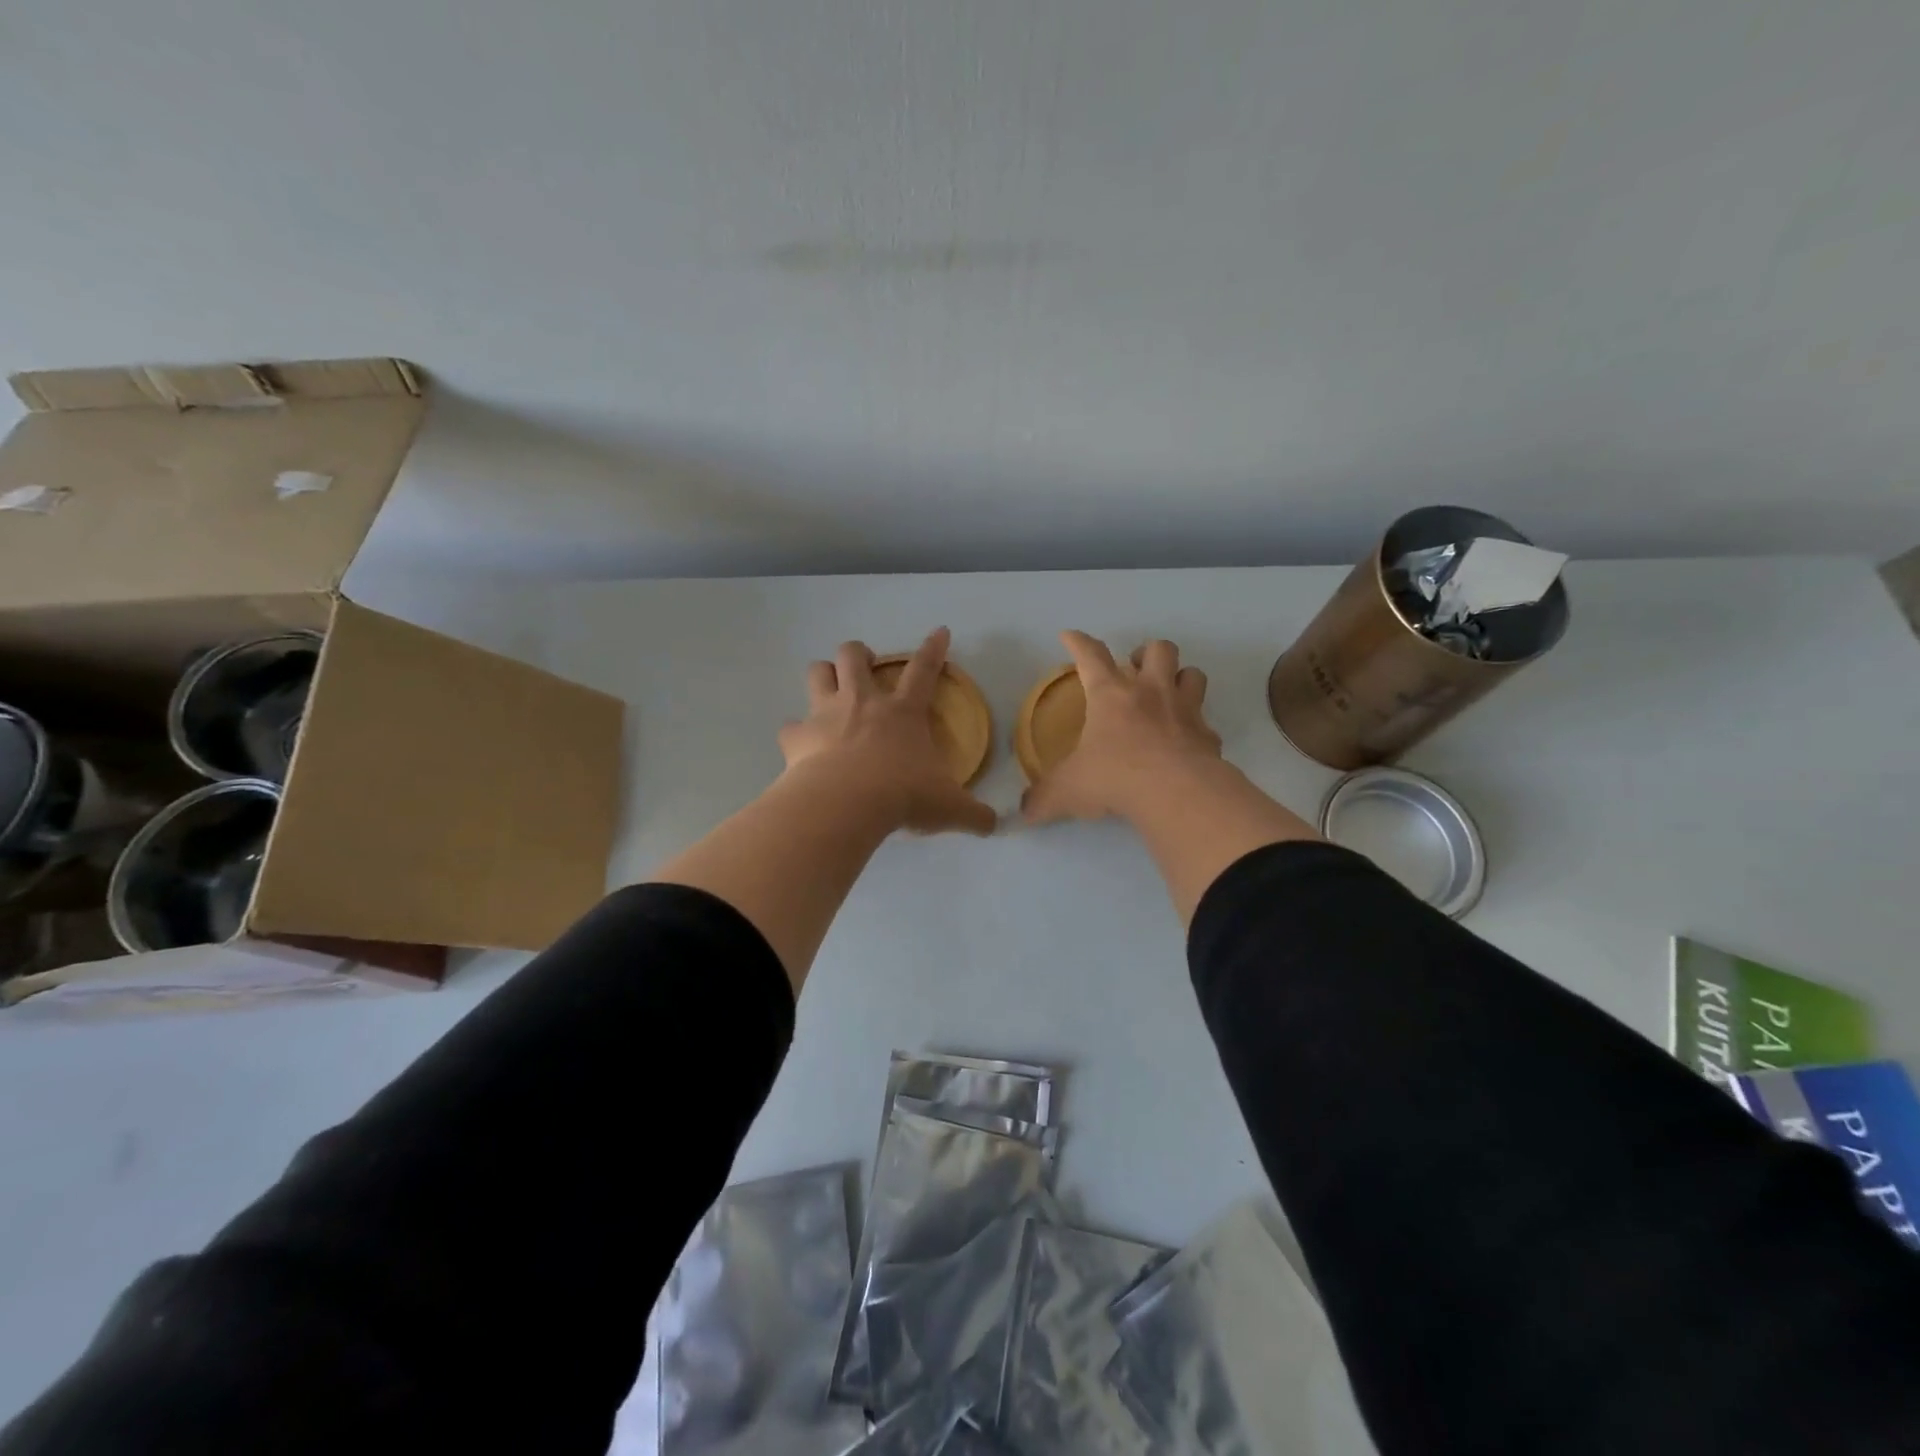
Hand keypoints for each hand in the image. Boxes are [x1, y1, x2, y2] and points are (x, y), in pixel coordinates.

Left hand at [779, 629, 997, 836]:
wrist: (845, 805)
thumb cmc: (903, 796)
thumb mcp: (949, 807)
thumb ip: (974, 814)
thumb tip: (994, 825)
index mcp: (903, 712)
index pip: (923, 670)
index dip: (933, 649)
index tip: (939, 631)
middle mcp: (862, 702)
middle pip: (853, 655)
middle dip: (859, 653)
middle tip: (864, 666)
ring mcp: (825, 715)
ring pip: (817, 671)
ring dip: (823, 674)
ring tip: (829, 687)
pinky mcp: (797, 737)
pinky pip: (790, 726)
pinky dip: (795, 732)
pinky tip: (801, 744)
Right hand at [1022, 631, 1223, 824]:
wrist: (1176, 793)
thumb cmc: (1114, 777)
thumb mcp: (1067, 790)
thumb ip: (1043, 798)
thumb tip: (1025, 811)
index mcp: (1111, 695)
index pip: (1091, 656)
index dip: (1079, 642)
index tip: (1070, 636)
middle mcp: (1151, 692)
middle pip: (1158, 649)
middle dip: (1146, 653)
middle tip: (1135, 670)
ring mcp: (1185, 711)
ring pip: (1192, 673)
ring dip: (1180, 678)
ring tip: (1168, 693)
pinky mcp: (1208, 737)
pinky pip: (1206, 724)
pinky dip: (1197, 729)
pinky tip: (1186, 743)